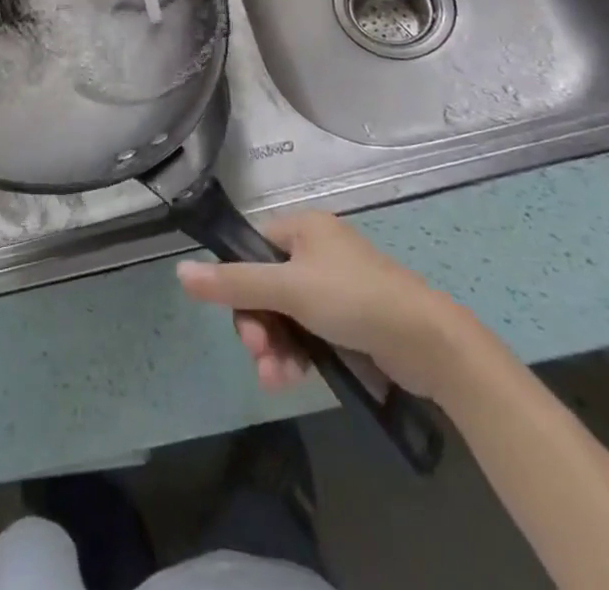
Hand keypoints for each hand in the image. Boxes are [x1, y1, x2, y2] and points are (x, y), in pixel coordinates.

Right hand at [176, 211, 492, 402]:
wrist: (429, 343)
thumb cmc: (354, 299)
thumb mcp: (289, 289)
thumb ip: (234, 282)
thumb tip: (180, 271)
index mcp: (303, 228)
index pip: (252, 250)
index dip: (238, 286)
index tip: (241, 322)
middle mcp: (315, 251)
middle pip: (265, 287)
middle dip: (258, 326)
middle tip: (259, 356)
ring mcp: (333, 288)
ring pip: (285, 316)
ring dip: (274, 347)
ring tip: (276, 379)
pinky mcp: (349, 321)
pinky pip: (307, 333)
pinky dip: (296, 354)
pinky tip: (292, 379)